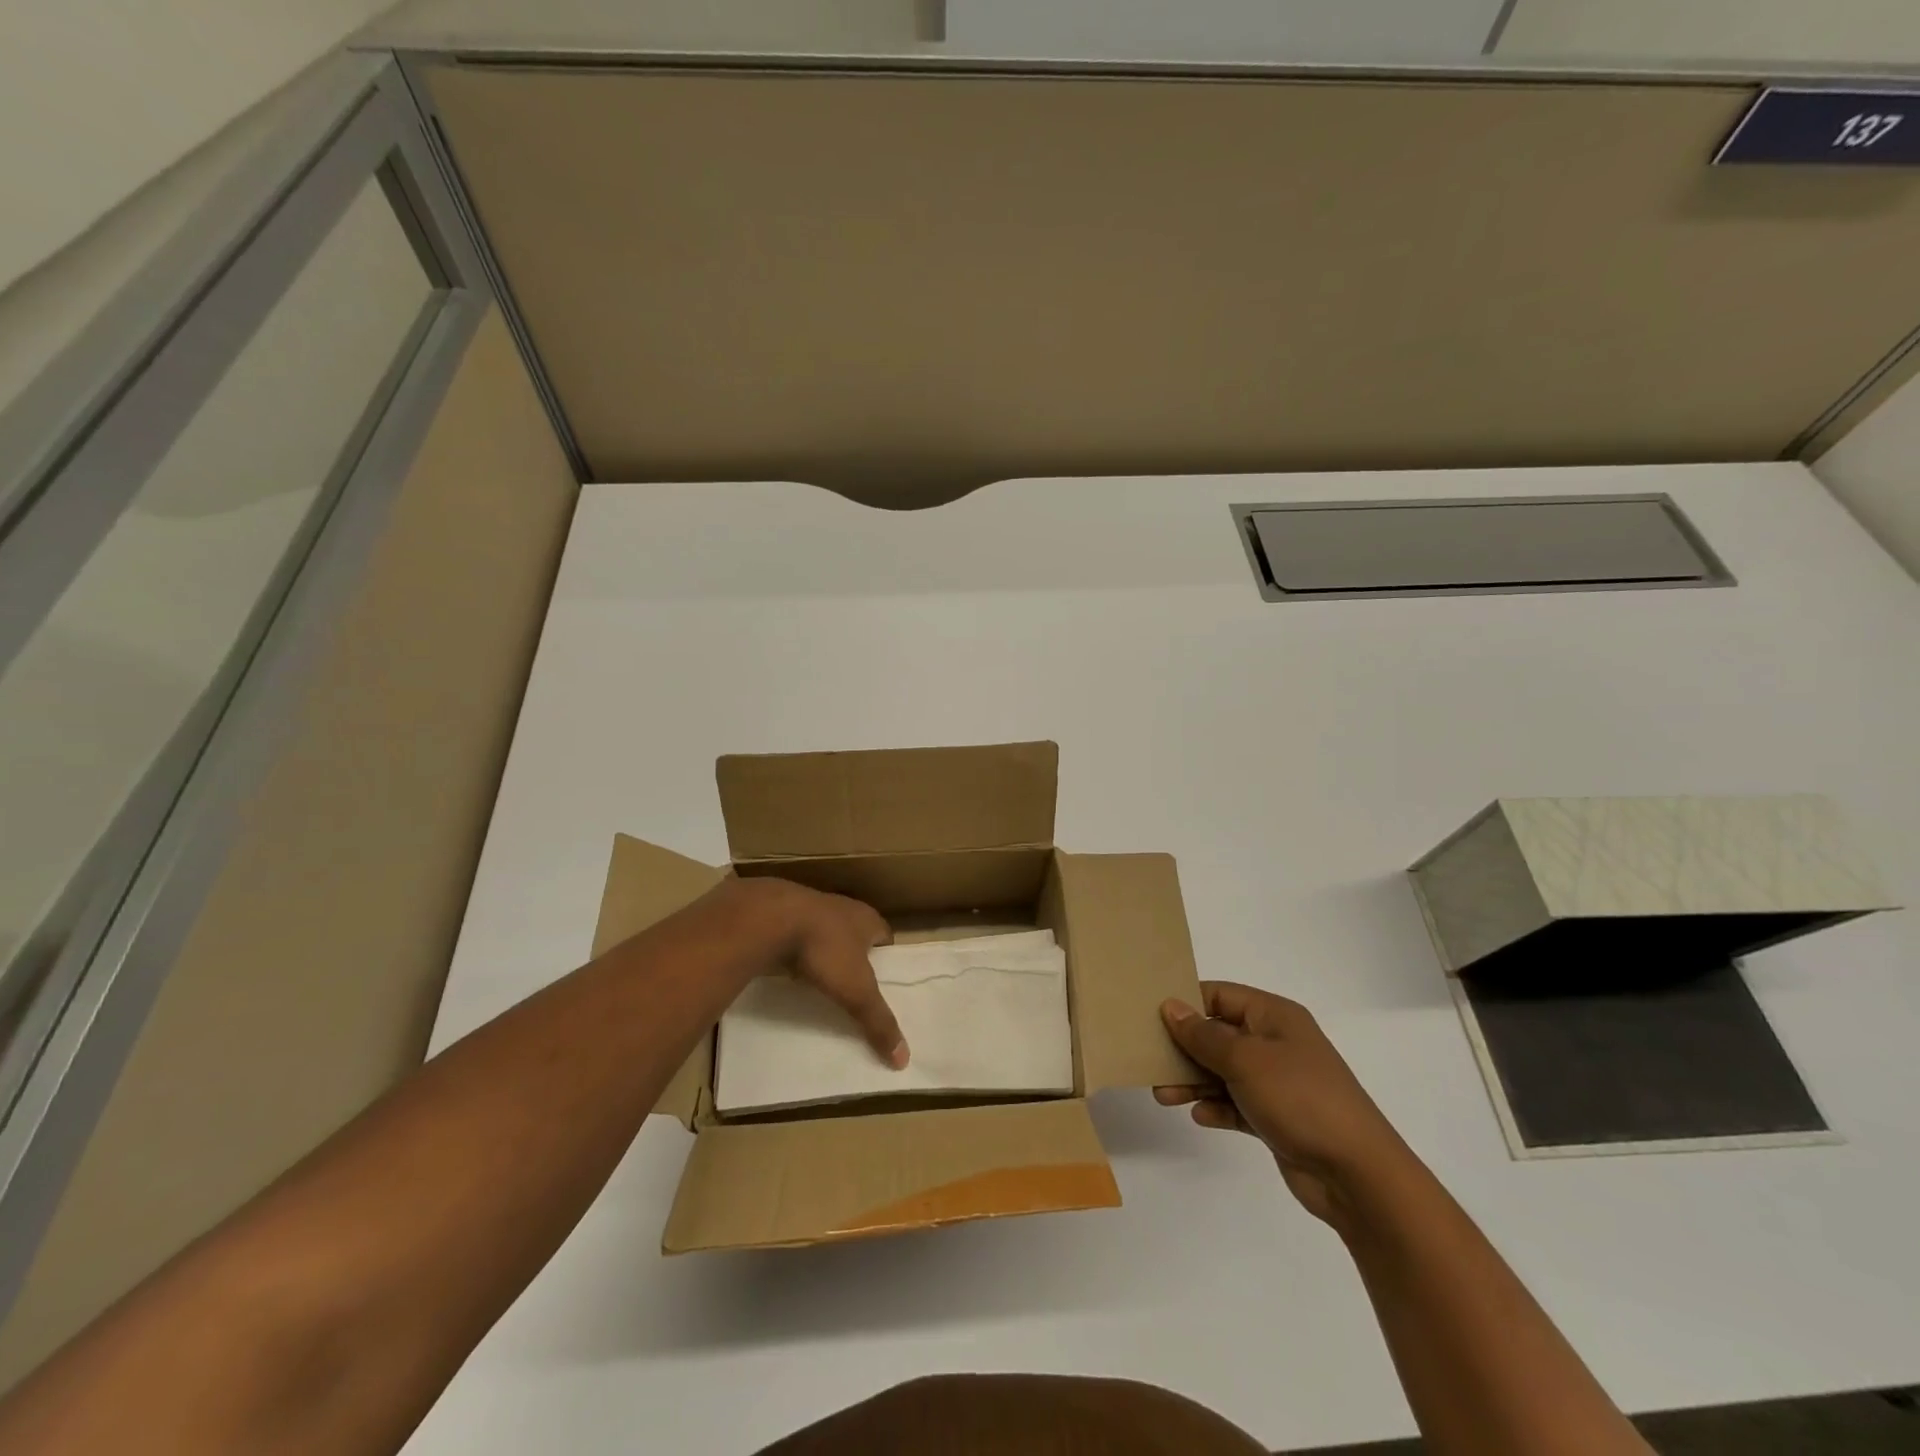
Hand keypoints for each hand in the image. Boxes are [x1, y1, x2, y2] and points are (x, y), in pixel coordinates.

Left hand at [734, 878, 907, 1067]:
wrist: (771, 918)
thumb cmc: (825, 948)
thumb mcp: (856, 990)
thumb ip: (878, 1021)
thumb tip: (904, 1058)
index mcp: (868, 918)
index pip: (886, 938)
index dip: (886, 959)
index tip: (883, 982)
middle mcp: (844, 908)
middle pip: (857, 934)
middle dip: (856, 957)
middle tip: (854, 985)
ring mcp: (812, 907)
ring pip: (827, 933)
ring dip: (827, 952)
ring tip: (824, 980)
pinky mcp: (784, 913)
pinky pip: (799, 936)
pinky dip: (800, 951)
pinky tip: (794, 969)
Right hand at [1154, 982, 1411, 1228]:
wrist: (1357, 1174)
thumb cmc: (1300, 1098)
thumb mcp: (1245, 1060)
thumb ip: (1203, 1035)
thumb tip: (1171, 1006)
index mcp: (1274, 1016)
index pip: (1221, 995)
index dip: (1186, 1001)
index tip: (1150, 1014)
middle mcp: (1275, 1043)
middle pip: (1218, 1034)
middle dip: (1184, 1047)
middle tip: (1150, 1059)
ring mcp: (1278, 1082)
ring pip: (1223, 1071)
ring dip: (1194, 1081)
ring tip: (1163, 1095)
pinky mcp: (1277, 1117)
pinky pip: (1236, 1103)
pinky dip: (1217, 1107)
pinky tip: (1199, 1116)